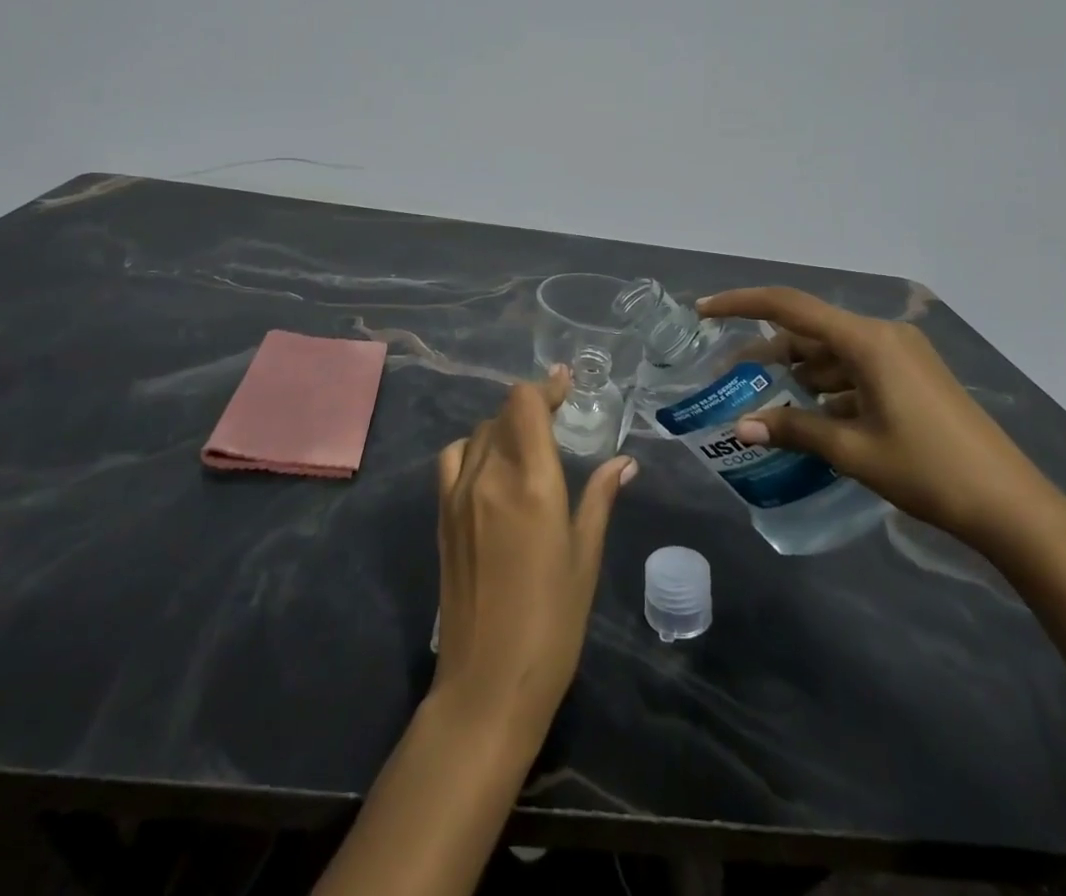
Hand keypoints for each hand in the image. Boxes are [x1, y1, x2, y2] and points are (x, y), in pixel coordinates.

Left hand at [432, 369, 637, 737]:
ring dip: (503, 428)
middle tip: (558, 417)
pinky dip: (474, 449)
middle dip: (531, 407)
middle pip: (502, 414)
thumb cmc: (552, 622)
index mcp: (531, 481)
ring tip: (527, 445)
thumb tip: (623, 462)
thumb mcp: (585, 557)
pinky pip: (454, 459)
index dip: (546, 387)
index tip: (565, 382)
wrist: (487, 682)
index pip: (526, 405)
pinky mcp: (442, 515)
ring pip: (478, 434)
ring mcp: (458, 494)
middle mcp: (489, 475)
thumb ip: (600, 499)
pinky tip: (491, 471)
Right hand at [698, 287, 1059, 553]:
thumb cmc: (929, 471)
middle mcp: (884, 337)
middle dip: (770, 352)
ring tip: (766, 401)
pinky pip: (857, 371)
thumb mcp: (853, 450)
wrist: (1014, 508)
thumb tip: (740, 427)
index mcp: (868, 341)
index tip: (705, 310)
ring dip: (800, 374)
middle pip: (811, 332)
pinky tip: (812, 416)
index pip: (790, 307)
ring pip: (834, 354)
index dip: (742, 303)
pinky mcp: (914, 378)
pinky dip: (829, 388)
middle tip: (733, 375)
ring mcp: (903, 357)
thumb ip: (794, 430)